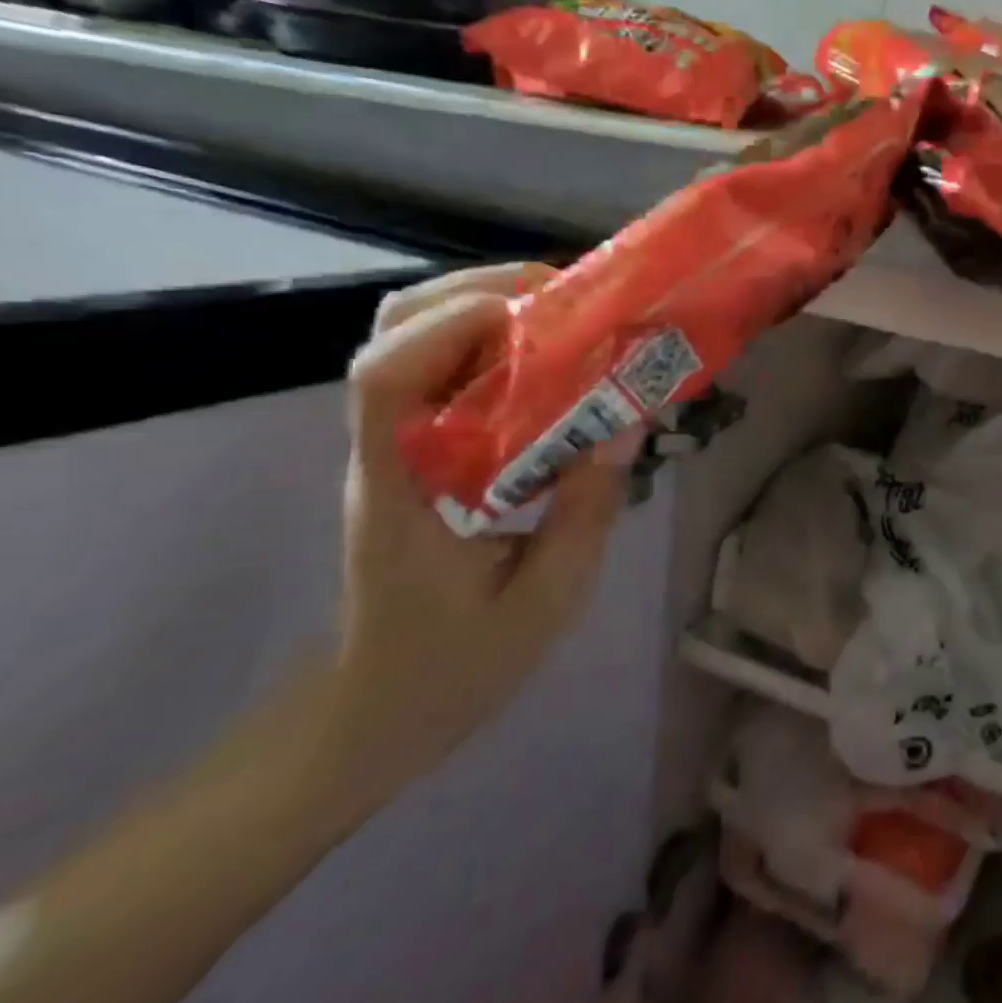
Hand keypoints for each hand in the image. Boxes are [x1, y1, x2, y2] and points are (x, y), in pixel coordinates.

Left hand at [327, 264, 639, 792]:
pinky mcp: (414, 451)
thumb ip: (586, 512)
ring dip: (482, 308)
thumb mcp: (545, 601)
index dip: (450, 325)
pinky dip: (491, 342)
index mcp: (400, 490)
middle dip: (474, 292)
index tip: (532, 313)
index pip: (384, 378)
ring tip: (559, 317)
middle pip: (389, 332)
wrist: (376, 710)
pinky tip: (547, 361)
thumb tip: (625, 426)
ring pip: (409, 339)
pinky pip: (442, 369)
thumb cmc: (454, 666)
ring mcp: (393, 446)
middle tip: (560, 299)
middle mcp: (383, 451)